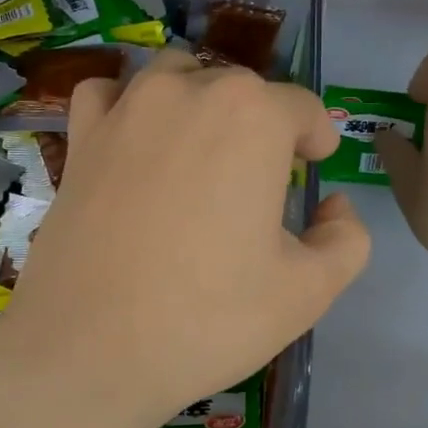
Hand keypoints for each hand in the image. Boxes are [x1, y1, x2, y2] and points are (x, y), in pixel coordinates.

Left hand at [0, 51, 370, 427]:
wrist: (88, 350)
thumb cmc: (208, 318)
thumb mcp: (308, 290)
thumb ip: (346, 238)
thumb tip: (334, 206)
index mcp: (253, 118)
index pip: (303, 108)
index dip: (316, 139)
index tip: (314, 168)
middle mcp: (190, 92)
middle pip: (243, 90)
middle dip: (263, 126)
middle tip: (262, 183)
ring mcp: (127, 109)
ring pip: (178, 77)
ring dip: (201, 103)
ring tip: (203, 154)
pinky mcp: (81, 138)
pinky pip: (110, 94)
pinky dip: (130, 106)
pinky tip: (137, 141)